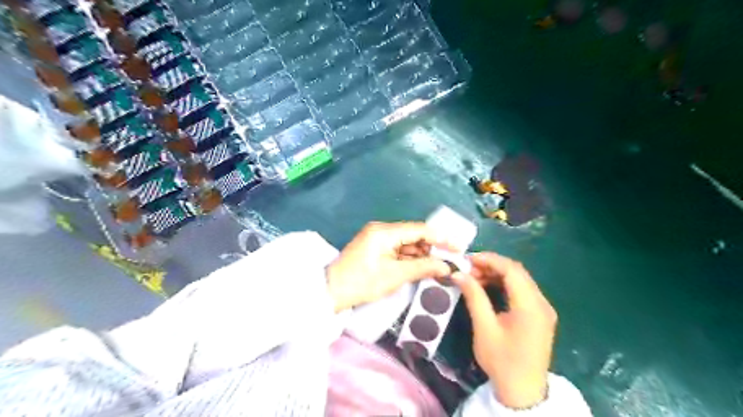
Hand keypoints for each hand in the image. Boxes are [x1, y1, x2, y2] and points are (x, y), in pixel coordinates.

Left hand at [328, 222, 455, 312]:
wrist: (331, 292)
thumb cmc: (362, 283)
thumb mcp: (394, 276)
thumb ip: (423, 267)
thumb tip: (447, 266)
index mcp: (384, 232)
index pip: (419, 230)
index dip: (441, 238)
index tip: (458, 247)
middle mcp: (381, 229)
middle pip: (413, 234)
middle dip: (432, 247)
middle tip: (451, 259)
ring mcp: (377, 238)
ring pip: (406, 242)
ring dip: (422, 253)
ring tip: (440, 265)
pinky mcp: (375, 247)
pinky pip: (397, 249)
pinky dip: (410, 257)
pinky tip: (422, 265)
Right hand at [453, 253, 557, 408]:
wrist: (523, 392)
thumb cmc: (502, 361)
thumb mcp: (484, 328)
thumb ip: (474, 297)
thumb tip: (458, 274)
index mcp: (530, 306)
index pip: (512, 270)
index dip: (489, 259)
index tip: (467, 259)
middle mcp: (541, 303)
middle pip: (517, 272)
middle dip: (491, 265)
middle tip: (468, 268)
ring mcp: (543, 308)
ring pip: (520, 279)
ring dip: (497, 274)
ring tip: (474, 277)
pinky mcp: (540, 314)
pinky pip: (522, 290)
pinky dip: (504, 284)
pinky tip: (488, 286)